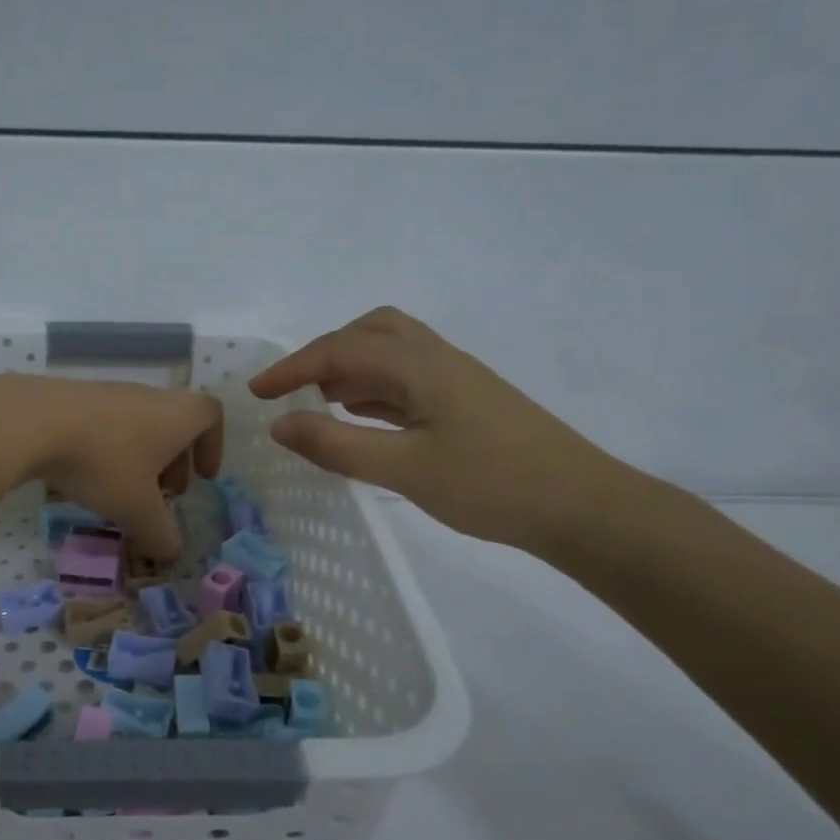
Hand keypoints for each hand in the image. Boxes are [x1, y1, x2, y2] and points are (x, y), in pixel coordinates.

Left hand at [0, 374, 223, 562]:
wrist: (33, 422)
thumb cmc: (103, 462)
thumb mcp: (137, 509)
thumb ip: (160, 534)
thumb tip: (171, 553)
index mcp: (176, 415)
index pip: (211, 415)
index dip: (213, 445)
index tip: (202, 477)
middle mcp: (148, 397)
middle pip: (173, 423)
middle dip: (175, 461)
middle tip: (164, 495)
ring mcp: (109, 394)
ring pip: (138, 425)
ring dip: (140, 458)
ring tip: (123, 493)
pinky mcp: (74, 398)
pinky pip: (105, 425)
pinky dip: (108, 450)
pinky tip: (86, 476)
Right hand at [248, 307, 637, 553]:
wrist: (583, 507)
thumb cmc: (490, 485)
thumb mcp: (402, 469)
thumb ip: (336, 444)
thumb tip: (279, 423)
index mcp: (420, 366)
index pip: (341, 350)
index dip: (293, 367)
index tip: (256, 393)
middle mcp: (438, 359)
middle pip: (372, 331)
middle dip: (326, 352)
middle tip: (296, 388)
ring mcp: (457, 380)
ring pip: (393, 353)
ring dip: (351, 369)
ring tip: (318, 403)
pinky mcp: (468, 403)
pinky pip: (409, 379)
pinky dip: (375, 389)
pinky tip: (363, 417)